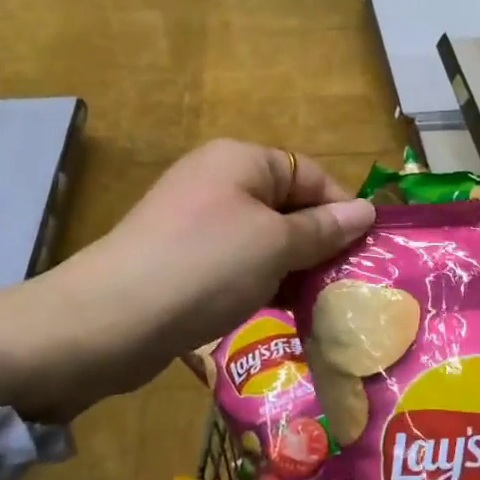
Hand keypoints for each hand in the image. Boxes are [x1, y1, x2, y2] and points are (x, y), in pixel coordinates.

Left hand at [0, 141, 374, 421]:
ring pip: (264, 238)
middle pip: (287, 205)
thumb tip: (366, 211)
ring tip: (322, 302)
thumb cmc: (207, 266)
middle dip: (320, 242)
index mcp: (241, 159)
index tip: (367, 251)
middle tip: (349, 283)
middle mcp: (217, 181)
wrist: (112, 319)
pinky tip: (280, 309)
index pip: (310, 173)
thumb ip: (324, 228)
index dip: (342, 208)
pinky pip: (237, 262)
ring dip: (293, 267)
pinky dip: (262, 281)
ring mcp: (195, 221)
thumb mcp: (276, 244)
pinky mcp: (181, 259)